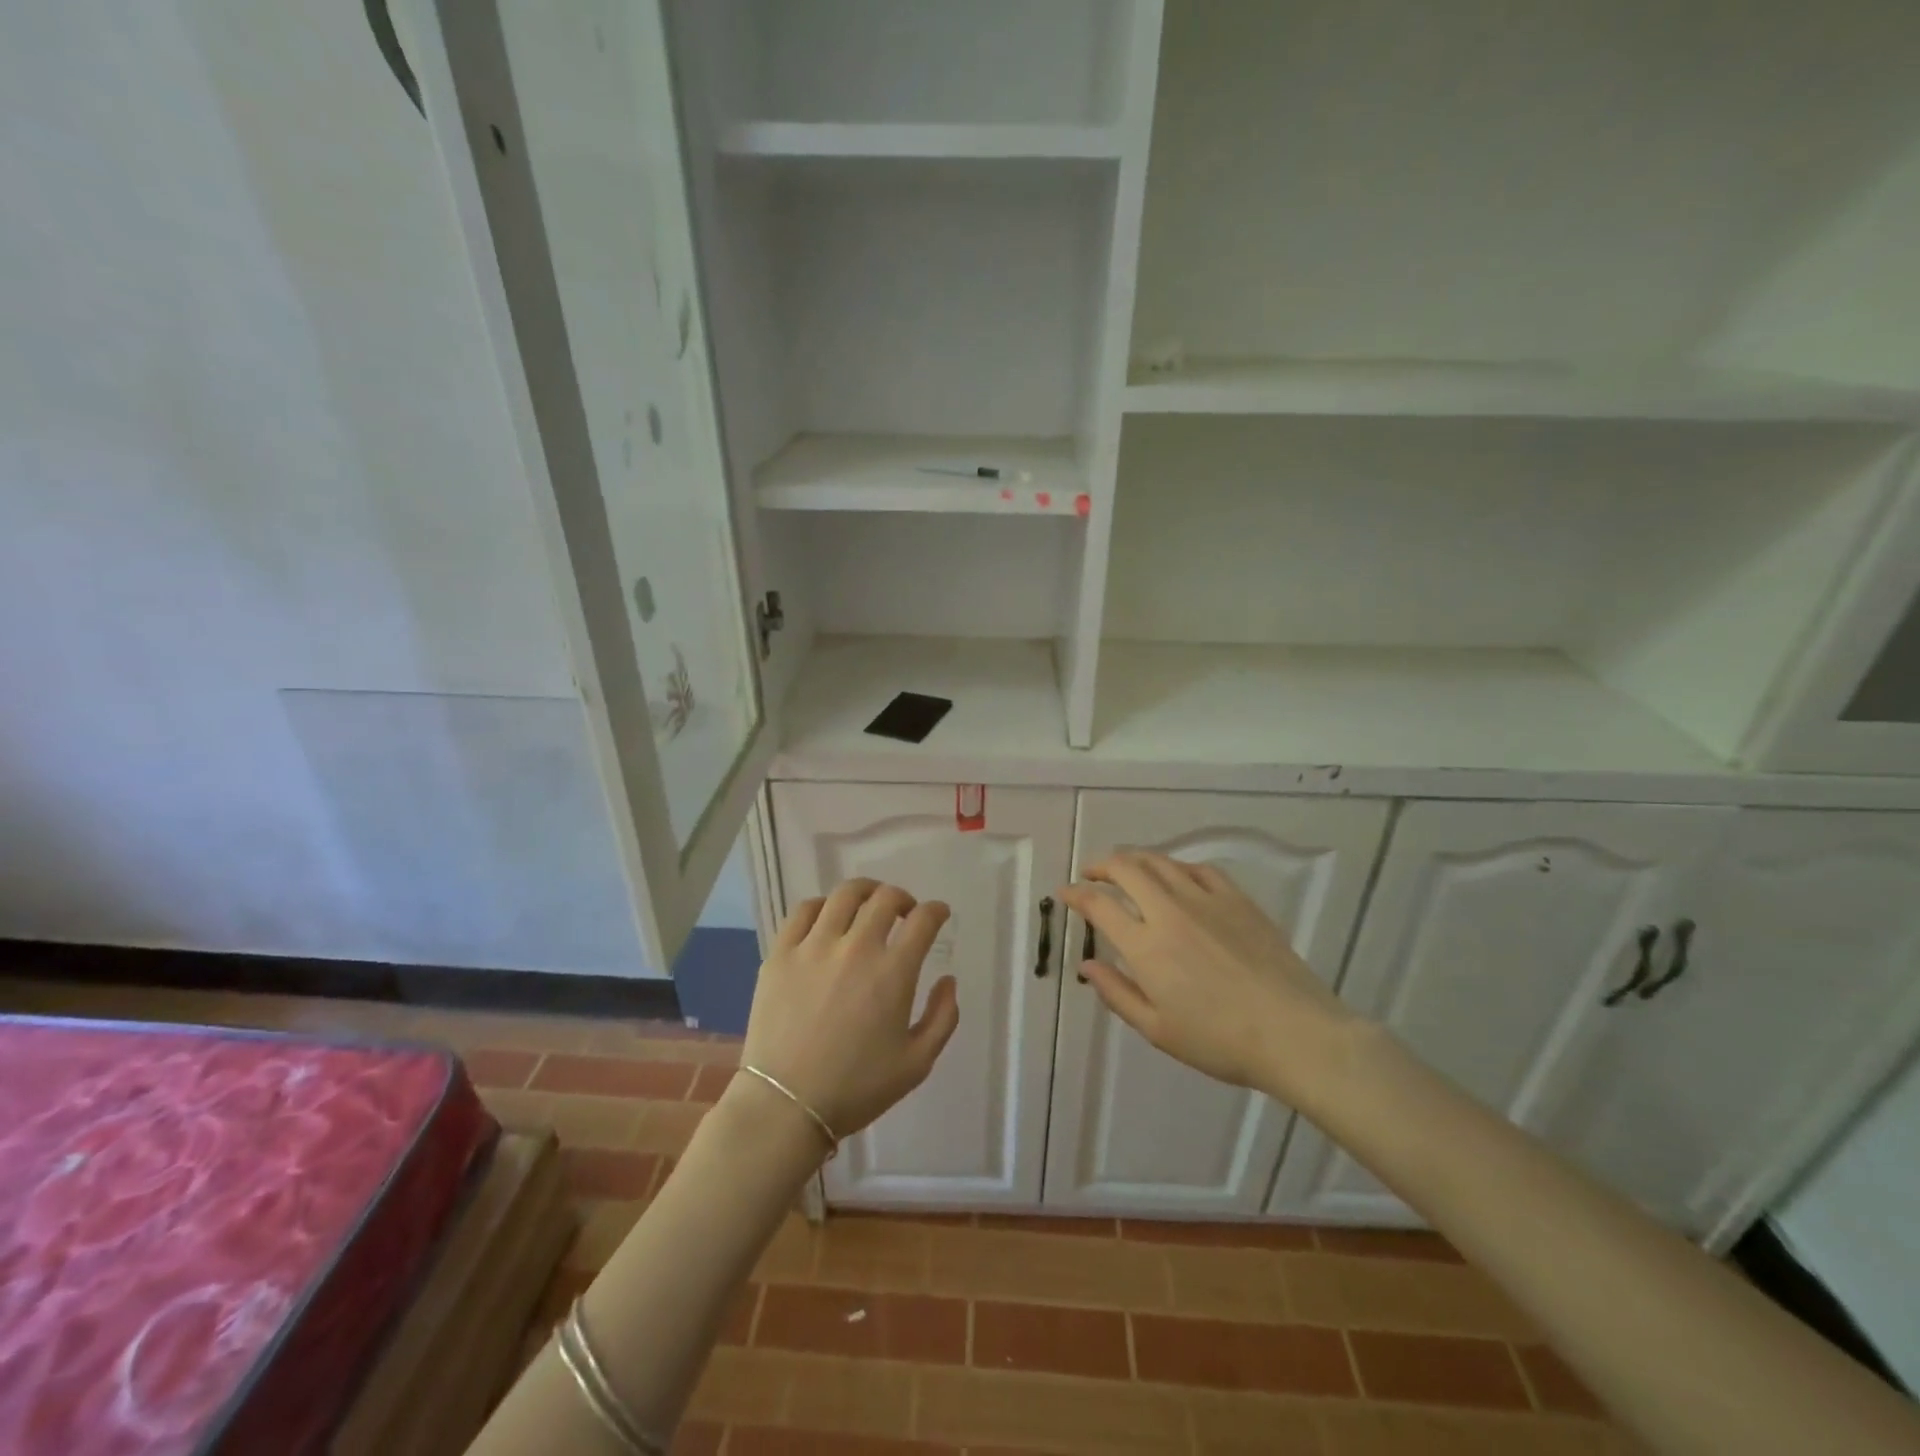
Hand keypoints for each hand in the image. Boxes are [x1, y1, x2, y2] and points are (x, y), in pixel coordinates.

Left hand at [739, 879, 959, 1143]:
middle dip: (904, 898)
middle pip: (886, 898)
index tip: (938, 914)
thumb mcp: (917, 1064)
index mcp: (893, 972)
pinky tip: (828, 917)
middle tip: (905, 912)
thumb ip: (943, 1018)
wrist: (786, 1105)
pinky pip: (804, 910)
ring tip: (868, 904)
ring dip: (866, 892)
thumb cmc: (856, 1088)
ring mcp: (814, 946)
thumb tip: (948, 980)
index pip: (923, 920)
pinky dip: (823, 905)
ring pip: (845, 894)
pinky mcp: (781, 952)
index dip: (936, 911)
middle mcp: (856, 947)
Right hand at [1059, 852, 1357, 1101]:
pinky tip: (1175, 877)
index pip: (1099, 905)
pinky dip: (1176, 867)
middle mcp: (1170, 911)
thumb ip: (1117, 993)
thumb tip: (1087, 966)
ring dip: (1135, 860)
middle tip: (1091, 874)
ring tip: (1126, 870)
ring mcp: (1206, 900)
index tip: (1065, 893)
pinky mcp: (1237, 899)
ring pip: (1160, 862)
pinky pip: (1198, 869)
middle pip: (1126, 868)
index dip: (1075, 894)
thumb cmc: (1220, 1041)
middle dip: (1101, 866)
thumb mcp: (1158, 1030)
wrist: (1295, 1033)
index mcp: (1146, 945)